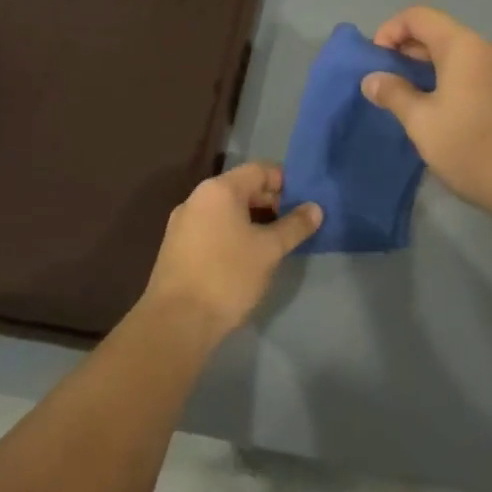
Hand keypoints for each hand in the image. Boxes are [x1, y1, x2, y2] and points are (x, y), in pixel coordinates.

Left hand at [141, 162, 321, 337]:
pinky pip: (212, 228)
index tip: (304, 204)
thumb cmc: (227, 276)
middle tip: (293, 227)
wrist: (176, 321)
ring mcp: (183, 223)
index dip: (286, 182)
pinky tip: (246, 258)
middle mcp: (197, 198)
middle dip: (270, 203)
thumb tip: (315, 208)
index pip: (260, 170)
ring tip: (274, 244)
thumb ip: (294, 226)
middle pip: (242, 188)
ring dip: (252, 221)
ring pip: (226, 211)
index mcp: (219, 190)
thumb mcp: (269, 250)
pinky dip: (233, 234)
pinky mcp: (177, 246)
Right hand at [361, 6, 491, 228]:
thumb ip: (394, 95)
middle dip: (409, 54)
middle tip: (389, 87)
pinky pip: (484, 76)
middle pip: (442, 35)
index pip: (418, 16)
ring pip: (465, 58)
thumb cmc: (476, 151)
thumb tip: (372, 78)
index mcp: (465, 46)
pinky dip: (460, 84)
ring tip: (418, 105)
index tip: (375, 62)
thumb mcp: (423, 125)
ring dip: (435, 72)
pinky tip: (455, 118)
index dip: (389, 31)